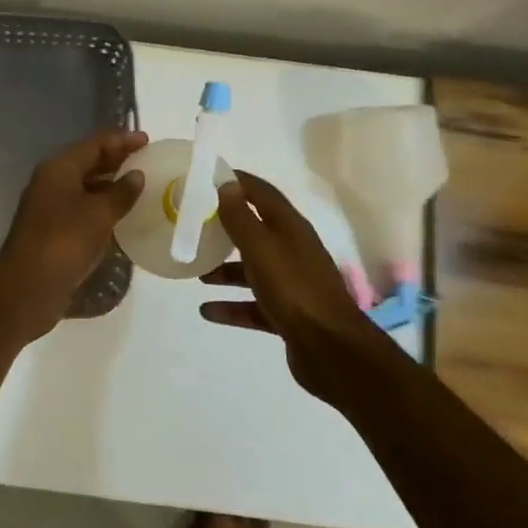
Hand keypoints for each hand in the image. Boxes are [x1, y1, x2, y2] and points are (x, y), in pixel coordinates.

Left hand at [0, 127, 147, 341]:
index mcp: (59, 168)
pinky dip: (102, 207)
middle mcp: (52, 182)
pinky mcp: (53, 231)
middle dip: (116, 160)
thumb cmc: (65, 241)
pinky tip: (122, 215)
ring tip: (139, 186)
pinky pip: (83, 209)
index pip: (94, 144)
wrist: (28, 287)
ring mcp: (50, 207)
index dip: (121, 140)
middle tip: (146, 160)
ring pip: (86, 187)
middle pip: (88, 162)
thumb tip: (137, 175)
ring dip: (110, 185)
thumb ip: (121, 192)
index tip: (147, 140)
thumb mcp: (99, 214)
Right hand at [201, 171, 393, 402]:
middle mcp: (293, 250)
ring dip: (226, 269)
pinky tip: (207, 310)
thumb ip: (241, 218)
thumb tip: (227, 184)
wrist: (331, 349)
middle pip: (256, 231)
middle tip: (196, 226)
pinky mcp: (288, 314)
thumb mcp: (261, 248)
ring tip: (198, 272)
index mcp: (290, 228)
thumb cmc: (294, 289)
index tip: (208, 178)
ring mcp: (292, 284)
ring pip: (253, 269)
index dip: (237, 182)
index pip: (261, 193)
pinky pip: (254, 304)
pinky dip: (232, 305)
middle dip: (227, 228)